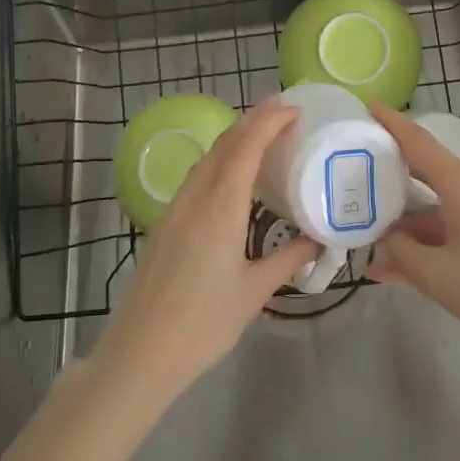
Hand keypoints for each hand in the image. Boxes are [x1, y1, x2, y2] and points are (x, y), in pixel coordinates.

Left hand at [91, 98, 314, 404]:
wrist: (140, 352)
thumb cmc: (203, 323)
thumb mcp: (254, 292)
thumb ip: (287, 260)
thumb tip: (318, 241)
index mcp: (220, 207)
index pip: (246, 147)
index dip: (269, 122)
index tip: (294, 109)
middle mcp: (196, 197)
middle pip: (224, 144)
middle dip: (253, 120)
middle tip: (283, 110)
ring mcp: (176, 208)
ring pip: (208, 158)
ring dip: (234, 138)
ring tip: (262, 135)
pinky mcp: (166, 222)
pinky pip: (197, 176)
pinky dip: (220, 160)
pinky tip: (232, 175)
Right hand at [368, 103, 459, 367]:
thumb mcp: (438, 276)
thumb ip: (402, 253)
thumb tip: (387, 240)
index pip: (419, 143)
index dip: (392, 123)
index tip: (370, 106)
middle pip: (429, 174)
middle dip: (395, 176)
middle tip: (360, 174)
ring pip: (442, 210)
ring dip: (411, 228)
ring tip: (375, 250)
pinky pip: (459, 230)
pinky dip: (434, 244)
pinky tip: (409, 272)